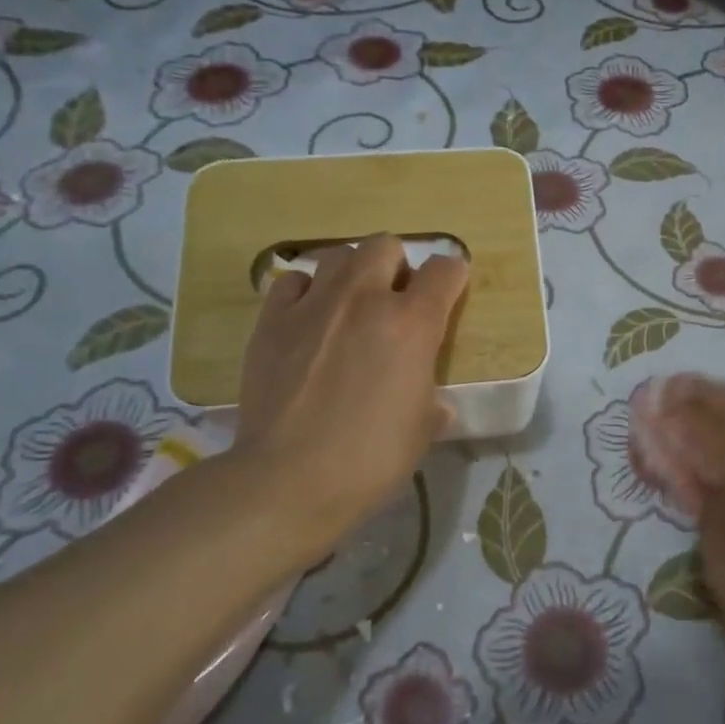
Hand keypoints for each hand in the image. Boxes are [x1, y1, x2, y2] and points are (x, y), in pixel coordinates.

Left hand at [233, 234, 467, 552]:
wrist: (289, 478)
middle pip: (386, 245)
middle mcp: (365, 299)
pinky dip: (306, 292)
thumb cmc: (371, 458)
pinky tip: (307, 320)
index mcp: (413, 324)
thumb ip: (431, 401)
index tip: (449, 292)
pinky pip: (293, 281)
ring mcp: (314, 304)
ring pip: (339, 255)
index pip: (446, 271)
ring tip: (348, 306)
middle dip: (397, 265)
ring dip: (352, 273)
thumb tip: (432, 402)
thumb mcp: (422, 430)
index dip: (452, 277)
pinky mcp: (272, 319)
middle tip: (393, 301)